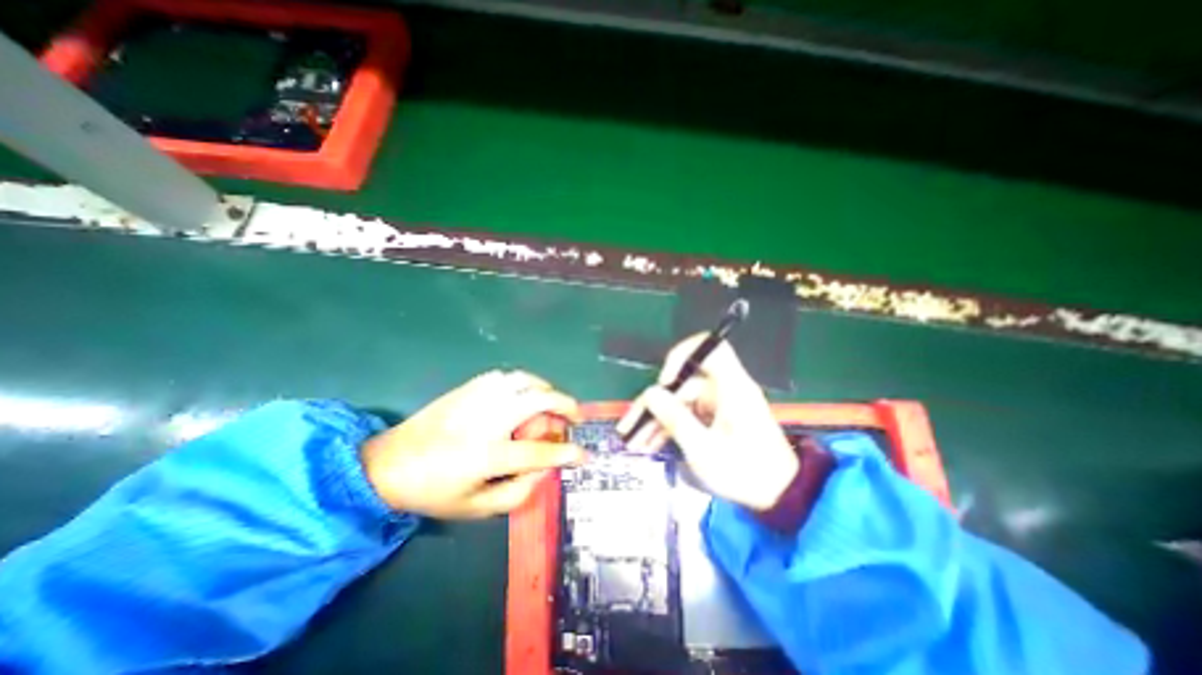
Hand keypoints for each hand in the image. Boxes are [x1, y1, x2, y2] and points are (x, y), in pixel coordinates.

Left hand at [363, 372, 584, 518]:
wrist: (387, 464)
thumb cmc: (433, 492)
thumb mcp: (476, 509)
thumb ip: (518, 493)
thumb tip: (545, 470)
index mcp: (487, 455)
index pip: (539, 452)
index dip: (567, 453)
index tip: (583, 454)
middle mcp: (487, 420)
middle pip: (538, 400)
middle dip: (565, 405)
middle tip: (574, 415)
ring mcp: (477, 398)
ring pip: (524, 380)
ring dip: (545, 389)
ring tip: (551, 402)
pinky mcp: (468, 387)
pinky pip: (506, 376)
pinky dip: (523, 382)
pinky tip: (523, 394)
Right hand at [620, 335, 794, 509]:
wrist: (780, 496)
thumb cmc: (745, 472)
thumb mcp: (704, 449)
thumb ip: (675, 419)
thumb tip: (650, 393)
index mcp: (731, 388)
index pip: (710, 349)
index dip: (683, 355)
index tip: (664, 380)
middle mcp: (724, 389)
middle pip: (683, 384)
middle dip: (655, 405)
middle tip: (631, 428)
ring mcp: (719, 404)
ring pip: (681, 402)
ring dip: (658, 420)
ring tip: (636, 442)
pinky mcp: (716, 418)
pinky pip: (688, 414)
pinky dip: (671, 427)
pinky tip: (651, 443)